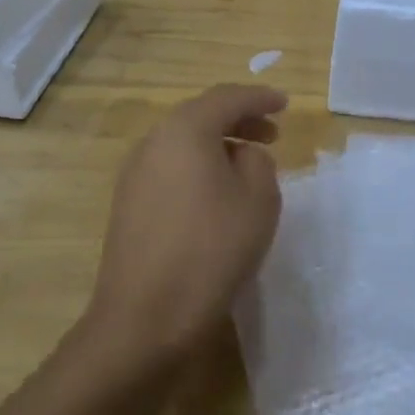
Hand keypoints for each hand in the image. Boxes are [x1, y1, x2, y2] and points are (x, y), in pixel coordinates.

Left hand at [84, 84, 286, 362]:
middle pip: (200, 117)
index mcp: (185, 130)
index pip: (227, 98)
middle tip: (272, 134)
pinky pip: (171, 169)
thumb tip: (241, 155)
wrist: (146, 316)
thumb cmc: (212, 249)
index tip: (285, 103)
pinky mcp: (129, 205)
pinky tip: (217, 195)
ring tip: (248, 165)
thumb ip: (258, 162)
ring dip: (218, 146)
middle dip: (239, 120)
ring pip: (183, 144)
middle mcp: (153, 142)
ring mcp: (135, 175)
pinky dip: (199, 168)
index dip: (259, 98)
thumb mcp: (258, 200)